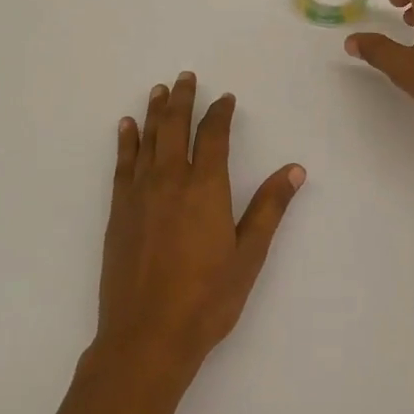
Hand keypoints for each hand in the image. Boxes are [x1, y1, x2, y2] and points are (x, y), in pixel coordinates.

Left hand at [94, 72, 305, 382]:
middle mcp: (170, 181)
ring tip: (158, 90)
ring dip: (154, 112)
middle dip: (182, 100)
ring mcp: (139, 195)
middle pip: (175, 127)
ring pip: (147, 141)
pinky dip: (125, 142)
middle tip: (185, 77)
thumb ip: (269, 208)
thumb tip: (295, 169)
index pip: (213, 137)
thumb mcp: (248, 256)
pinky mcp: (118, 212)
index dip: (220, 113)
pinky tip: (126, 128)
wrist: (146, 335)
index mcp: (206, 189)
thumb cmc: (206, 299)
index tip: (225, 98)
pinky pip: (122, 165)